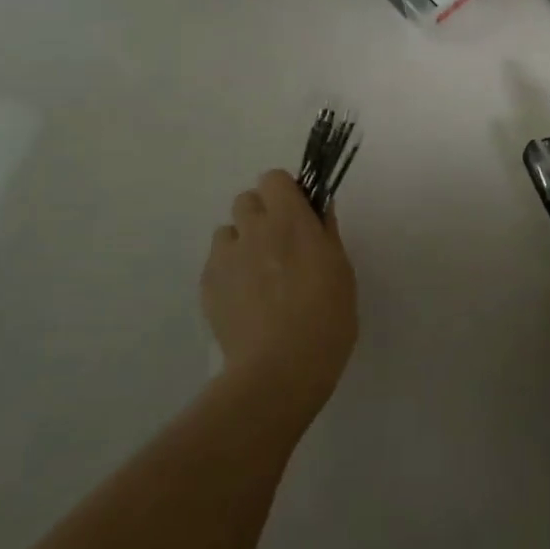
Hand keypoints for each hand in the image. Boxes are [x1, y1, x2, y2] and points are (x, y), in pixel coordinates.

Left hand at [203, 169, 357, 420]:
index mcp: (290, 220)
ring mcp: (225, 258)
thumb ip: (326, 233)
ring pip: (228, 231)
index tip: (299, 215)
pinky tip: (246, 301)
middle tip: (281, 246)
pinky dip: (230, 272)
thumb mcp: (342, 270)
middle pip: (247, 200)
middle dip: (262, 215)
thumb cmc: (326, 317)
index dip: (285, 193)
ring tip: (259, 276)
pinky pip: (217, 263)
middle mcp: (253, 229)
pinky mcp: (207, 286)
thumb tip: (319, 208)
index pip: (274, 178)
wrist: (279, 370)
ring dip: (243, 242)